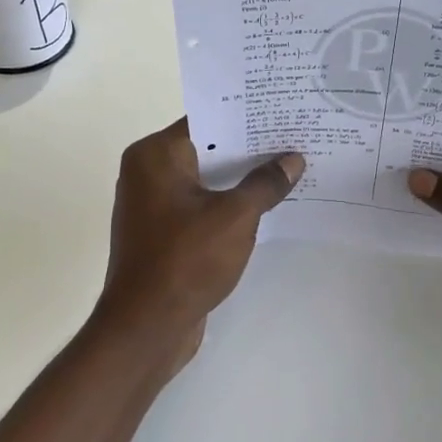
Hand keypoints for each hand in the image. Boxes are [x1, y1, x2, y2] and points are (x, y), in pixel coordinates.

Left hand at [94, 119, 303, 380]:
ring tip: (290, 169)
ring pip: (206, 180)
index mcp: (155, 156)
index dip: (247, 116)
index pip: (207, 120)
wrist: (145, 328)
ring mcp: (153, 205)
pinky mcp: (162, 233)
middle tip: (296, 138)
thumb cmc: (186, 261)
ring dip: (241, 179)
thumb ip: (265, 184)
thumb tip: (292, 160)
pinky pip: (201, 206)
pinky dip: (228, 204)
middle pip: (208, 148)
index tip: (283, 112)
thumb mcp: (235, 217)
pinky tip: (266, 206)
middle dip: (250, 148)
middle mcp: (147, 172)